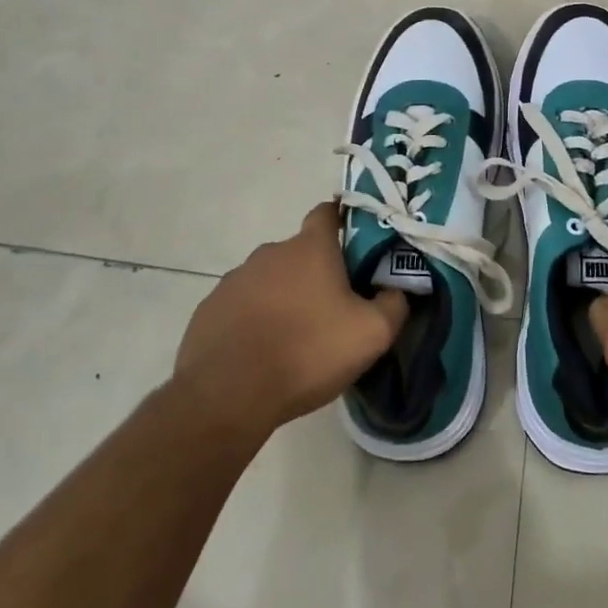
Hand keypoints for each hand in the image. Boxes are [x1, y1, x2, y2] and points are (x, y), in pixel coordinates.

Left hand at [173, 202, 407, 441]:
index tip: (356, 247)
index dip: (344, 223)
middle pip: (301, 252)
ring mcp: (235, 279)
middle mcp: (270, 252)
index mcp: (310, 248)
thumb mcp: (371, 334)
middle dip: (317, 273)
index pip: (328, 213)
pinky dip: (254, 320)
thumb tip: (397, 290)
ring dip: (284, 298)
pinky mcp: (211, 308)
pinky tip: (261, 353)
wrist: (228, 394)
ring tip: (295, 338)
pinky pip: (242, 306)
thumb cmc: (307, 352)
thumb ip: (394, 304)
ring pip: (270, 279)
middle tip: (332, 310)